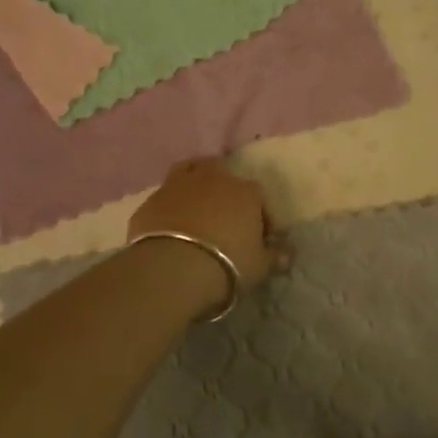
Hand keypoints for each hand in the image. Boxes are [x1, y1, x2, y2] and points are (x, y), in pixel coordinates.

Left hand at [127, 159, 287, 288]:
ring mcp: (177, 185)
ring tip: (196, 208)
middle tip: (225, 216)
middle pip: (222, 172)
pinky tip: (169, 226)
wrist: (173, 266)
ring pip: (189, 171)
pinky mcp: (150, 200)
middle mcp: (212, 178)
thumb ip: (274, 257)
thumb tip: (287, 254)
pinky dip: (169, 206)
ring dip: (194, 185)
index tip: (260, 238)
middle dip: (225, 189)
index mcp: (244, 191)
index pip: (259, 197)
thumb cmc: (227, 263)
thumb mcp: (259, 266)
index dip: (262, 217)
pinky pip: (164, 198)